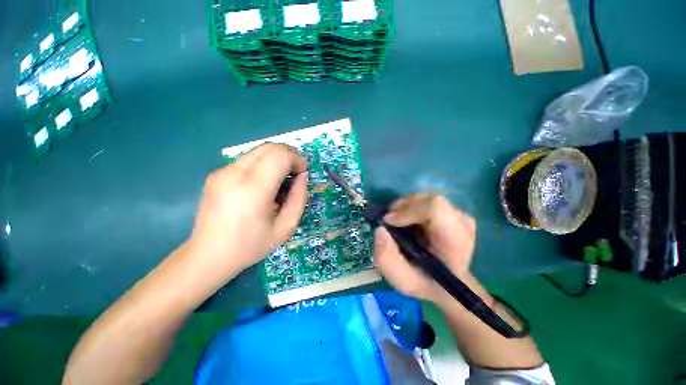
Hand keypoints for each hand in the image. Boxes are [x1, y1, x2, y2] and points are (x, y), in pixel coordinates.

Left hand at [188, 143, 308, 277]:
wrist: (209, 256)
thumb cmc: (251, 245)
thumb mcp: (285, 227)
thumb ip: (299, 198)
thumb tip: (302, 176)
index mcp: (253, 190)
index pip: (280, 156)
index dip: (297, 159)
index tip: (303, 172)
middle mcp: (234, 174)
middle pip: (269, 147)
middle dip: (289, 155)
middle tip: (296, 172)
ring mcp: (222, 172)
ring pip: (258, 150)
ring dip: (277, 159)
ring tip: (282, 178)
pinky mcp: (217, 174)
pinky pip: (248, 159)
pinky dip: (264, 164)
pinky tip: (265, 183)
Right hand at [373, 193, 476, 301]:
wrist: (447, 283)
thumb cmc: (426, 283)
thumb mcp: (402, 280)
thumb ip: (387, 259)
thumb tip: (380, 229)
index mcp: (454, 242)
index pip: (436, 208)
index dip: (408, 210)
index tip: (389, 221)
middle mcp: (461, 222)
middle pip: (428, 199)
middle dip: (402, 206)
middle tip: (388, 221)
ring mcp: (459, 214)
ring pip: (425, 197)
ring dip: (405, 206)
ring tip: (397, 221)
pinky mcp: (452, 210)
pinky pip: (426, 200)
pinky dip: (411, 207)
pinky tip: (407, 220)